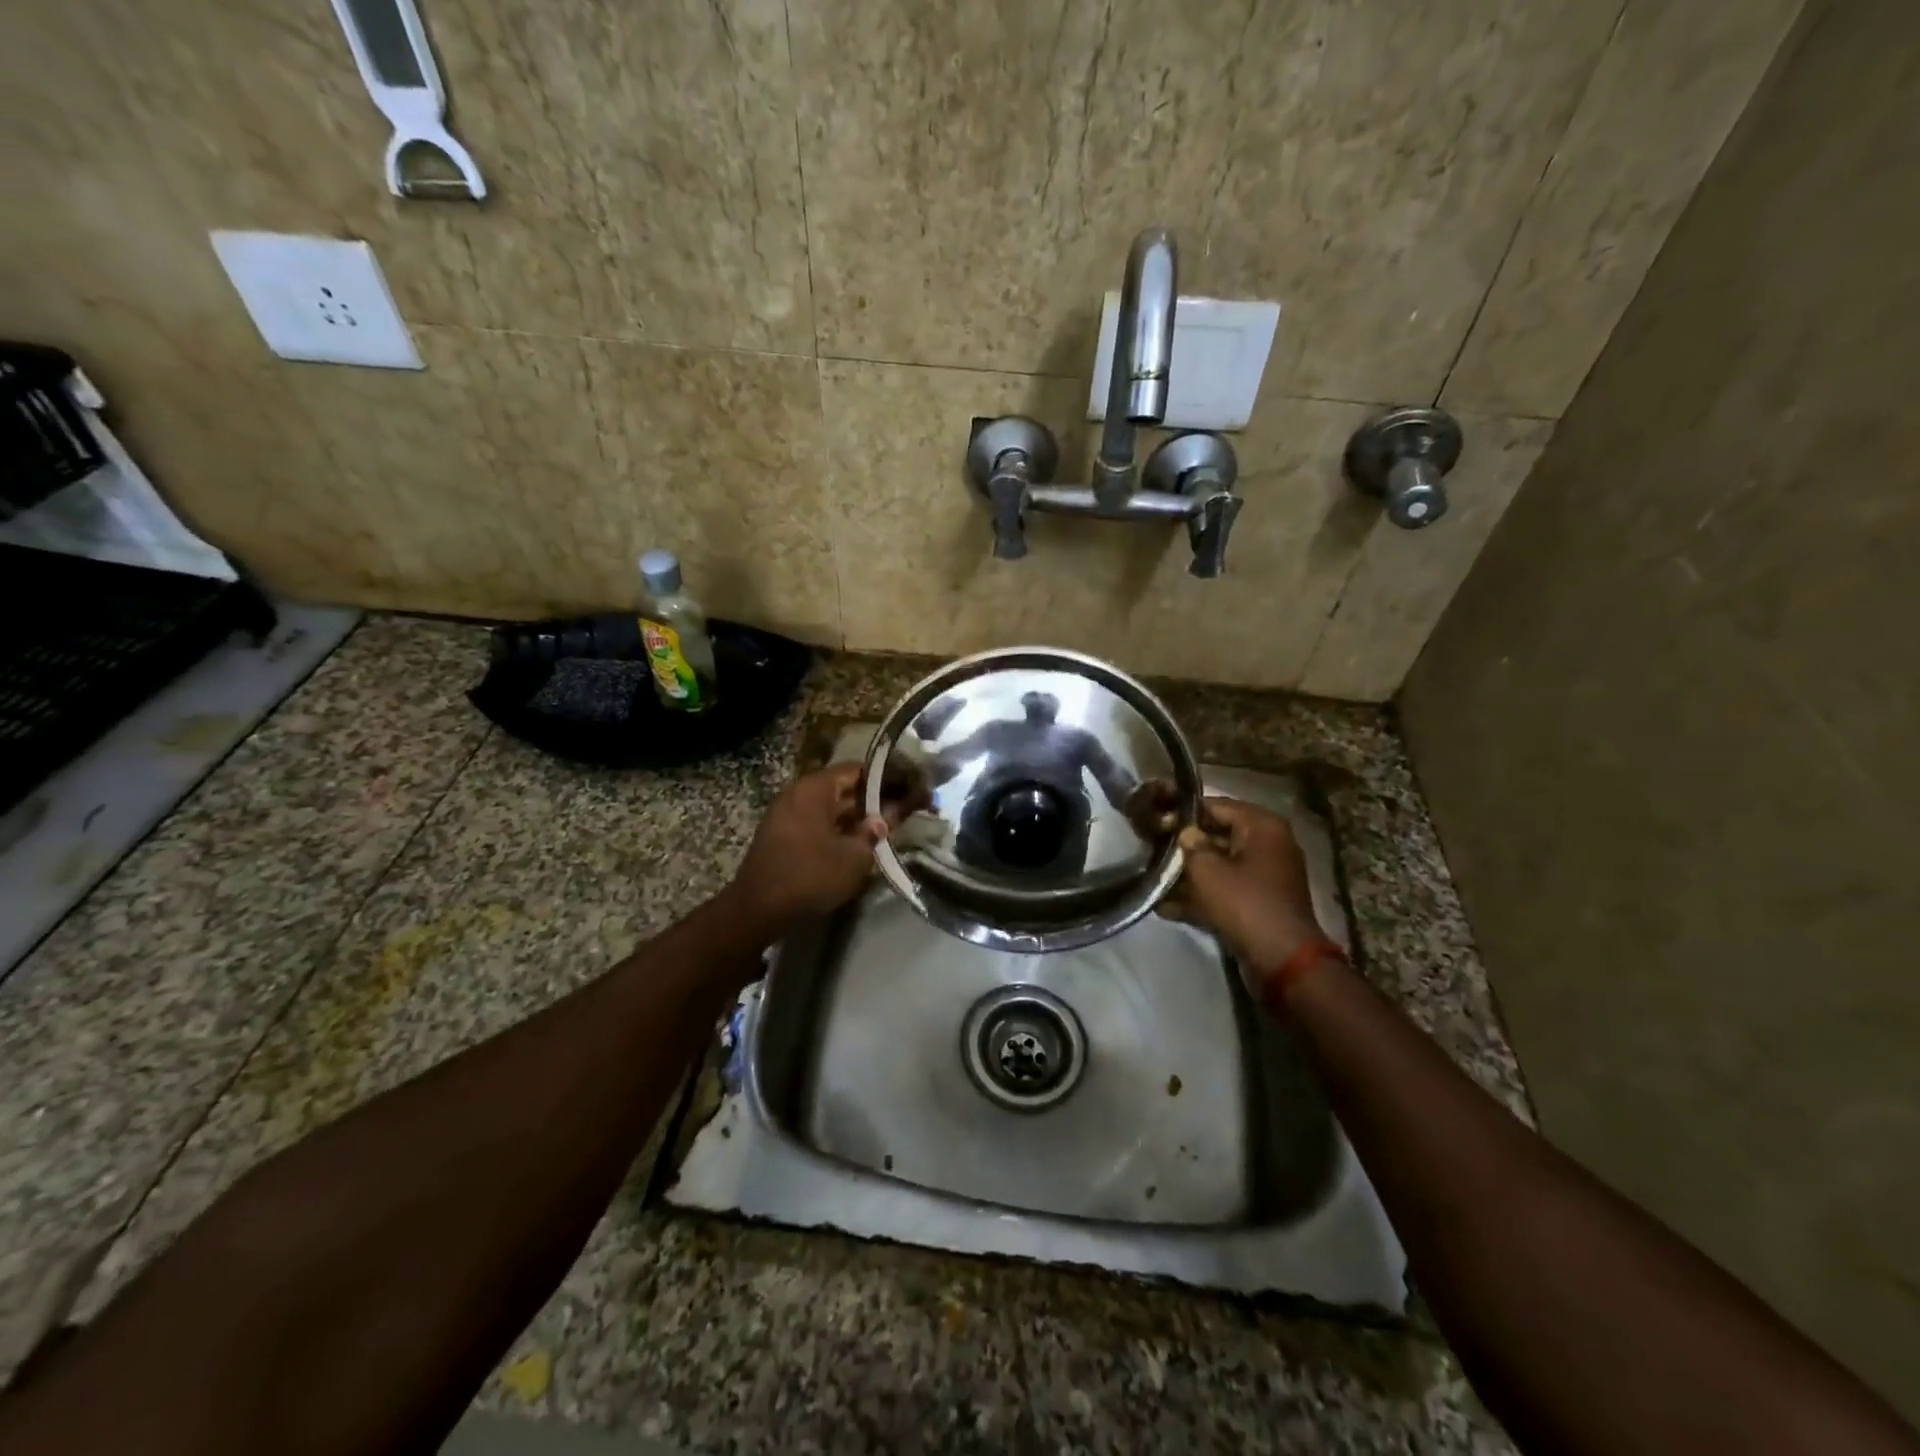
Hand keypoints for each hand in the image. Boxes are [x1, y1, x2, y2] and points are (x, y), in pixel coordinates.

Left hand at [726, 763, 917, 929]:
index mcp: (815, 788)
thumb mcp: (854, 857)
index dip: (886, 778)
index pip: (858, 770)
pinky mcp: (783, 836)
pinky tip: (860, 842)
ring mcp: (787, 814)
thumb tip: (885, 819)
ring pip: (831, 808)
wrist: (758, 909)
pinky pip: (818, 823)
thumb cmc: (810, 875)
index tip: (909, 786)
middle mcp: (798, 793)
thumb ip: (874, 833)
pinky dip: (839, 829)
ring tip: (888, 827)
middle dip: (873, 800)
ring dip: (857, 817)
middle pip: (844, 788)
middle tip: (904, 809)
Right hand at [1158, 798, 1328, 986]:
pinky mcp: (1259, 902)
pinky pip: (1225, 890)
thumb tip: (1185, 832)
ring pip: (1219, 865)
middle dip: (1185, 845)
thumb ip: (1190, 844)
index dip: (1184, 813)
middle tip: (1151, 848)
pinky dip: (1201, 897)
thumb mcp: (1207, 869)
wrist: (1282, 959)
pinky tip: (1166, 907)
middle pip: (1218, 836)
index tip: (1156, 820)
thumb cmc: (1244, 903)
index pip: (1216, 805)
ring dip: (1189, 874)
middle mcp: (1268, 844)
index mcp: (1262, 826)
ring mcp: (1265, 875)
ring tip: (1154, 878)